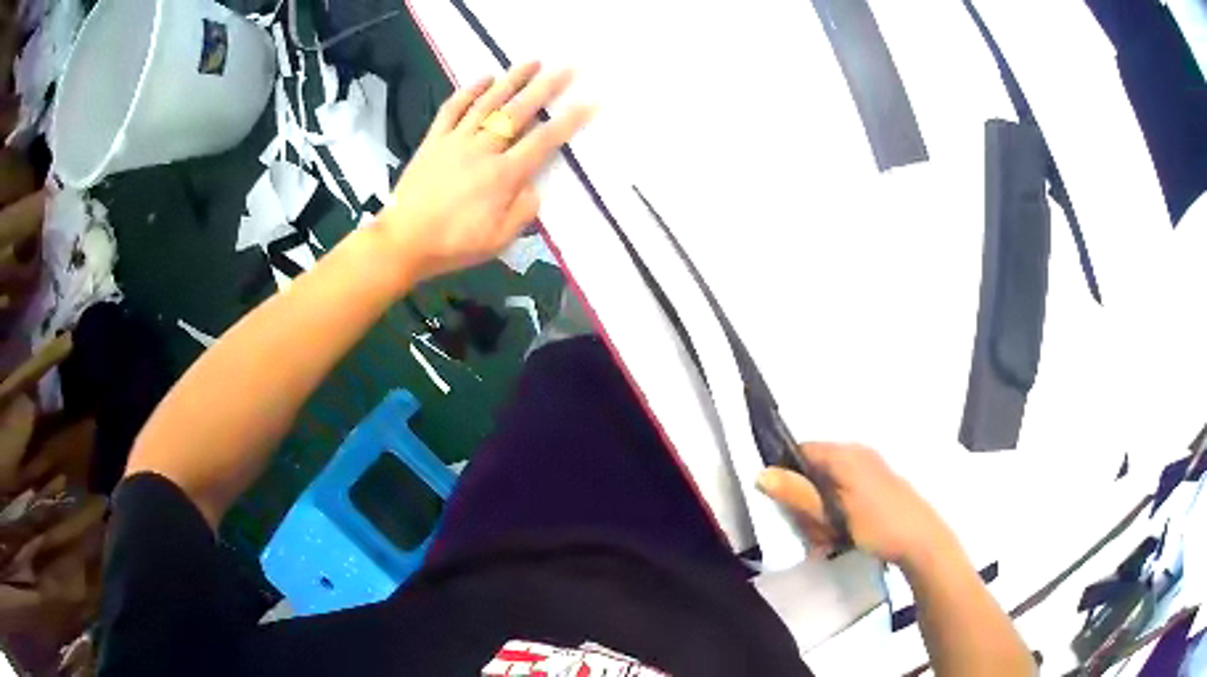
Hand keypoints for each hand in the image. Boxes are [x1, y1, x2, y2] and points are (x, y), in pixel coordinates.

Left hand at [377, 62, 593, 282]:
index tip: (588, 102)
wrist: (403, 241)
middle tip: (566, 68)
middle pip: (518, 112)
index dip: (568, 121)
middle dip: (545, 88)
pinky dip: (468, 91)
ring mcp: (455, 141)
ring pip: (487, 103)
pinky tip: (484, 77)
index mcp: (502, 176)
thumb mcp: (498, 239)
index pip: (542, 142)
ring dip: (511, 79)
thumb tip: (535, 186)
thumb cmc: (453, 244)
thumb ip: (523, 211)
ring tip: (532, 61)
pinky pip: (452, 109)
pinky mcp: (434, 140)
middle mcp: (482, 150)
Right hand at [757, 443, 955, 566]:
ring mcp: (868, 469)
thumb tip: (761, 474)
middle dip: (806, 505)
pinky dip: (836, 516)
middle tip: (813, 532)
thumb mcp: (832, 514)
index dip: (786, 474)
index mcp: (845, 454)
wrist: (922, 541)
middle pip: (812, 472)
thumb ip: (798, 494)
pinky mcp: (875, 486)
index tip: (784, 506)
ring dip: (820, 516)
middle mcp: (856, 454)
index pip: (801, 450)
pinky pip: (843, 495)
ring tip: (828, 540)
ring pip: (826, 488)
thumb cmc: (877, 525)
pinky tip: (840, 538)